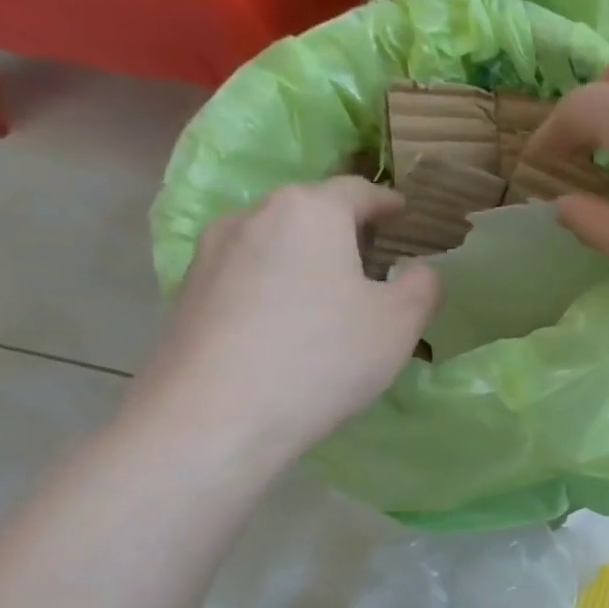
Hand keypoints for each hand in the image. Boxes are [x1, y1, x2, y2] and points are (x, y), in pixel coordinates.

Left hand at [130, 178, 437, 465]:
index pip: (358, 190)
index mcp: (309, 211)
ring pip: (274, 243)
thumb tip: (415, 269)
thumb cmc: (323, 355)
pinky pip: (247, 276)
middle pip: (311, 212)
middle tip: (375, 260)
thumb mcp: (400, 321)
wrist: (213, 418)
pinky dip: (275, 287)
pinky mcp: (186, 294)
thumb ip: (422, 284)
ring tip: (331, 295)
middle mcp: (253, 217)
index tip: (406, 216)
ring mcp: (210, 254)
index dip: (388, 203)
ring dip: (306, 259)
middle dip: (346, 230)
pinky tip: (289, 326)